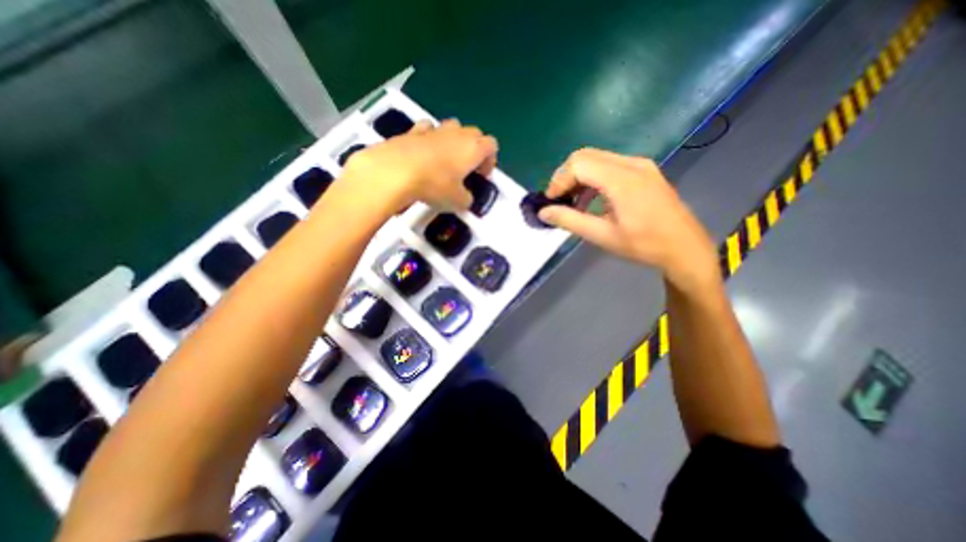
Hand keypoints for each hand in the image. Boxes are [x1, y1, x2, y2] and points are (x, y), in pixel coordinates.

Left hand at [337, 118, 498, 213]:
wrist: (396, 171)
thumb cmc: (434, 185)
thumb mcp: (457, 201)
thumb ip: (467, 199)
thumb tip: (465, 197)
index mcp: (473, 148)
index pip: (491, 145)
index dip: (490, 160)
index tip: (482, 175)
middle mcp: (457, 134)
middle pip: (474, 134)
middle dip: (474, 149)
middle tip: (467, 168)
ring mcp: (435, 130)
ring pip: (452, 128)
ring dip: (454, 141)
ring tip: (446, 161)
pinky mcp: (413, 131)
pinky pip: (428, 130)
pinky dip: (430, 138)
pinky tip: (425, 153)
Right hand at [540, 147, 720, 292]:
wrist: (685, 247)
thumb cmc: (644, 245)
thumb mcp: (603, 236)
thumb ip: (570, 221)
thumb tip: (543, 212)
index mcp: (622, 180)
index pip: (579, 164)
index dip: (559, 180)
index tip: (551, 202)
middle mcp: (631, 164)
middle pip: (585, 156)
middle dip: (565, 176)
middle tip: (559, 200)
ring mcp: (640, 165)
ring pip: (596, 158)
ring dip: (578, 177)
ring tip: (572, 203)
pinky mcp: (643, 170)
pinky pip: (609, 165)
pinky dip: (592, 178)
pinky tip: (591, 199)